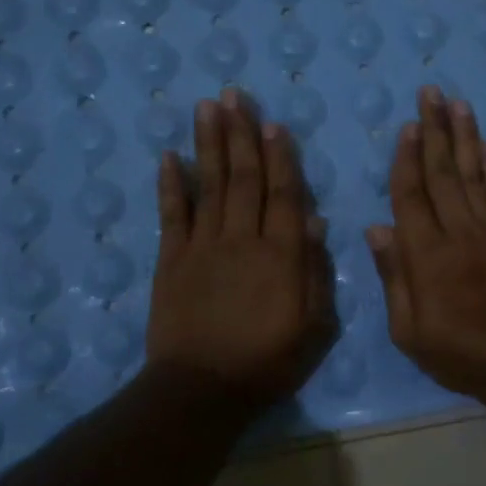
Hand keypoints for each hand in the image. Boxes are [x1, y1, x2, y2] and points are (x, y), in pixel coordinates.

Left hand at [147, 90, 336, 407]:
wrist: (203, 390)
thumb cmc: (268, 361)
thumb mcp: (314, 327)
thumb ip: (314, 273)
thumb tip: (315, 223)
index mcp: (282, 255)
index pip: (285, 195)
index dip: (281, 158)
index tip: (274, 124)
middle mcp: (242, 239)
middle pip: (244, 178)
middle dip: (241, 134)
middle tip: (235, 95)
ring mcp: (203, 247)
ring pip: (210, 186)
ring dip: (210, 144)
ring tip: (208, 107)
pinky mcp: (171, 261)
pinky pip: (172, 215)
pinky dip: (171, 185)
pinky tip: (170, 156)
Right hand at [367, 86, 485, 405]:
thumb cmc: (458, 352)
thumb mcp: (409, 331)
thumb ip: (394, 277)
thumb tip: (376, 229)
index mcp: (426, 255)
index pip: (411, 195)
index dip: (407, 158)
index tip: (407, 126)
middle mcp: (459, 232)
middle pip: (443, 172)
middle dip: (435, 130)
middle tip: (431, 93)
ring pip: (473, 174)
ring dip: (465, 136)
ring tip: (458, 103)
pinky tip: (485, 146)